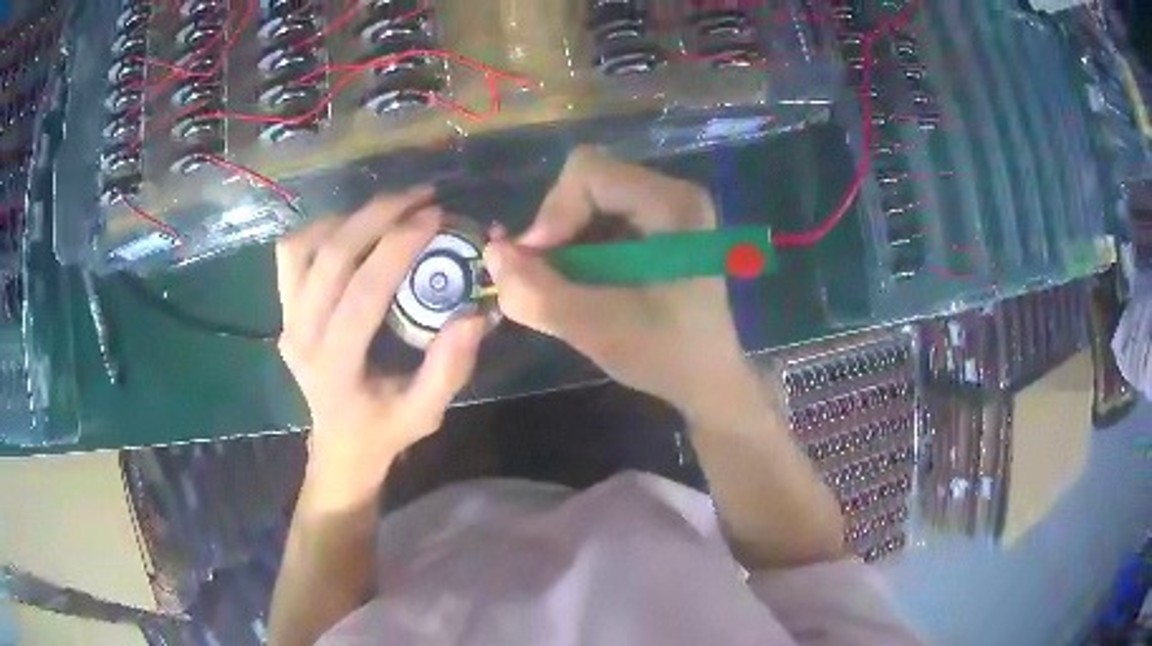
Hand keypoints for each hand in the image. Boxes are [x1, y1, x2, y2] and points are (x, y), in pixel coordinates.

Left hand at [276, 188, 484, 510]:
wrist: (339, 444)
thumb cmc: (383, 431)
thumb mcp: (425, 414)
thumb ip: (448, 369)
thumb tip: (473, 313)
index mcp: (335, 368)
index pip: (362, 294)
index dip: (398, 248)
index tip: (435, 217)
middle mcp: (301, 338)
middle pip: (330, 258)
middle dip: (376, 215)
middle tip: (420, 196)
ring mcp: (285, 321)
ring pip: (304, 247)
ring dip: (348, 218)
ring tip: (390, 208)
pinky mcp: (283, 310)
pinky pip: (292, 254)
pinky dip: (322, 229)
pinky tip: (354, 227)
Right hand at [485, 147, 753, 414]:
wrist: (711, 380)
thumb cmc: (668, 356)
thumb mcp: (596, 329)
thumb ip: (536, 292)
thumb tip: (491, 252)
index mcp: (672, 205)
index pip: (587, 172)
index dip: (552, 213)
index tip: (537, 264)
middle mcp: (675, 193)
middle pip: (588, 182)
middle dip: (556, 230)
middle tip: (545, 277)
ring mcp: (670, 208)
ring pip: (591, 200)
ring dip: (566, 242)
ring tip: (564, 286)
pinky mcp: (662, 227)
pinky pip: (604, 218)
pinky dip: (582, 248)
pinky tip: (585, 284)